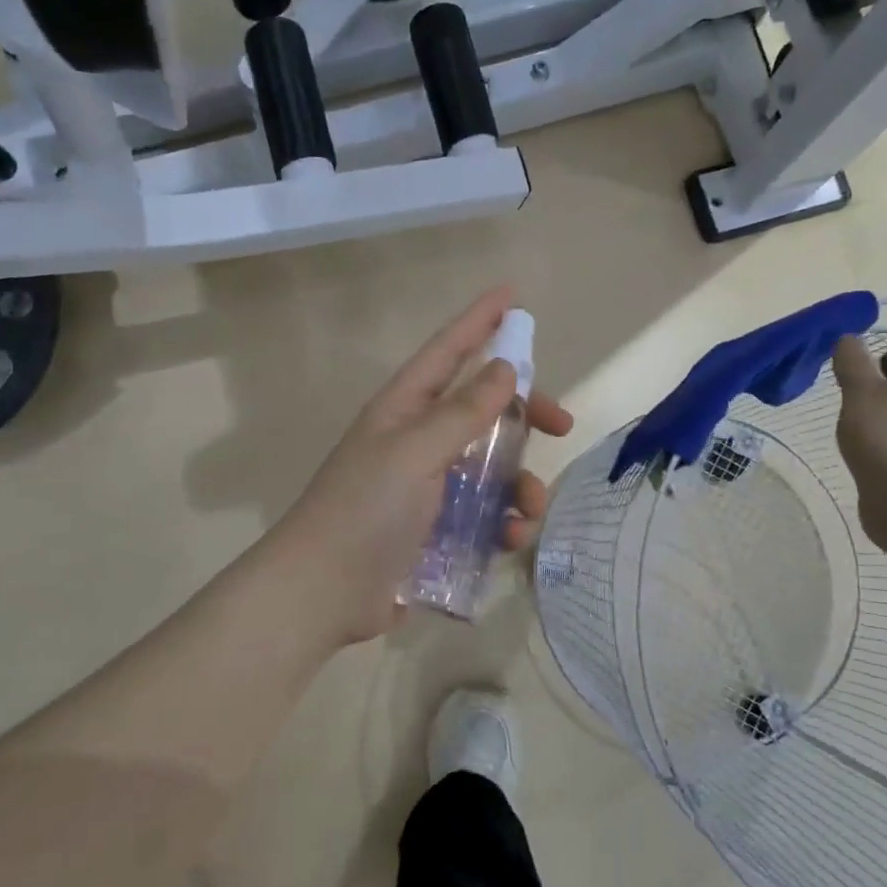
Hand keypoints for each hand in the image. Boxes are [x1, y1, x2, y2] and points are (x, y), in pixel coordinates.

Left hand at [267, 286, 573, 647]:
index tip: (513, 295)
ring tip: (529, 509)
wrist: (324, 592)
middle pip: (481, 410)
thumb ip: (462, 412)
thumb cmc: (366, 510)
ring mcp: (426, 485)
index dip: (479, 321)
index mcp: (404, 410)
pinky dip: (502, 522)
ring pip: (490, 466)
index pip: (447, 351)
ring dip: (518, 482)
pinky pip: (483, 512)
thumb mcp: (416, 452)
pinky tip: (510, 539)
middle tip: (562, 424)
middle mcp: (416, 440)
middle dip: (524, 414)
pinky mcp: (435, 528)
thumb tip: (504, 368)